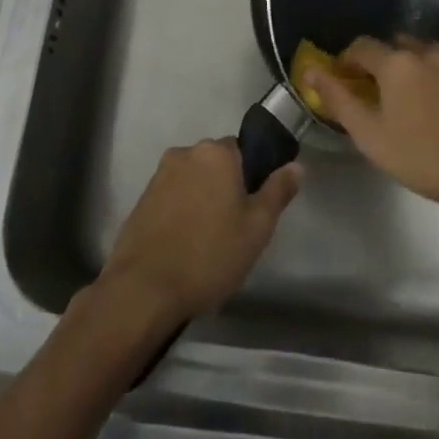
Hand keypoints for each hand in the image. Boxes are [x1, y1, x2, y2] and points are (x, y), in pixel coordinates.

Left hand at [98, 139, 301, 325]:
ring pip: (193, 180)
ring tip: (208, 241)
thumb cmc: (209, 254)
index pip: (243, 150)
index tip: (254, 208)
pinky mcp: (142, 198)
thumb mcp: (257, 228)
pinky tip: (185, 244)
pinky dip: (181, 212)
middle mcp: (185, 153)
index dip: (252, 177)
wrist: (144, 288)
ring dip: (202, 199)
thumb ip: (278, 192)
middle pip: (216, 164)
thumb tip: (296, 166)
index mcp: (216, 153)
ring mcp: (159, 175)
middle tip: (235, 228)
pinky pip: (172, 196)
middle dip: (226, 187)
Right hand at [312, 38, 438, 212]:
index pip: (361, 46)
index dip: (346, 61)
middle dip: (377, 62)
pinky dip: (428, 76)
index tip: (342, 81)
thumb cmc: (419, 156)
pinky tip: (429, 105)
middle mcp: (424, 52)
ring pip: (419, 53)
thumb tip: (310, 71)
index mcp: (396, 62)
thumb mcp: (368, 133)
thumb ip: (337, 98)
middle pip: (392, 45)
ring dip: (405, 66)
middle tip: (371, 91)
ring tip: (401, 97)